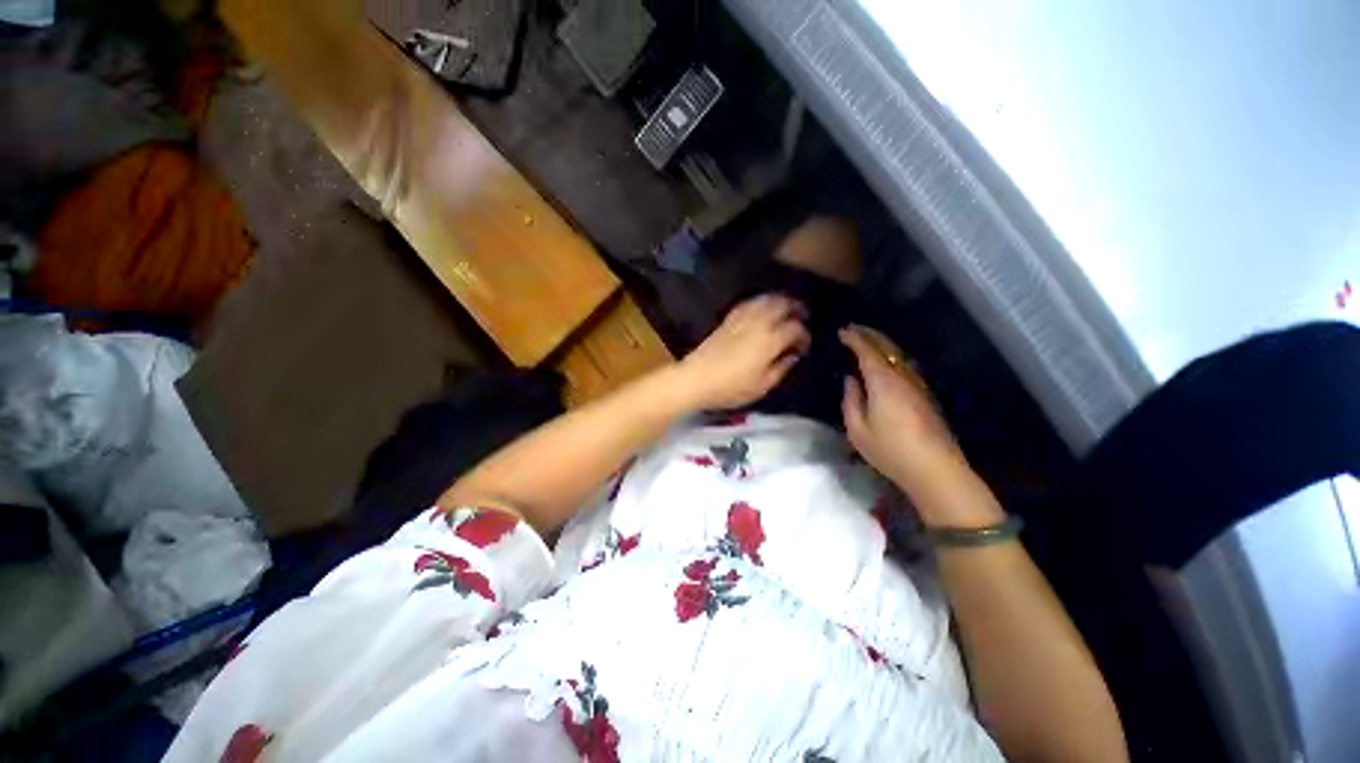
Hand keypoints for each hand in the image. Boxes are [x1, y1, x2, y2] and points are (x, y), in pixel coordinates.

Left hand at [674, 294, 810, 410]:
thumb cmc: (731, 387)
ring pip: (766, 299)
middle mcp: (758, 323)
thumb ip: (782, 368)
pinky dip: (761, 302)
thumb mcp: (762, 386)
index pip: (795, 328)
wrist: (696, 378)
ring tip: (787, 309)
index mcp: (770, 340)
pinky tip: (763, 309)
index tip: (803, 347)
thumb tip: (793, 355)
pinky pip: (749, 303)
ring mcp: (742, 318)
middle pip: (783, 304)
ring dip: (780, 300)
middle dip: (797, 308)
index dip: (804, 336)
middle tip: (803, 317)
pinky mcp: (728, 319)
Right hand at [840, 325, 968, 497]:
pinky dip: (890, 357)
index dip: (854, 338)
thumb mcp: (857, 429)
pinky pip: (904, 366)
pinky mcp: (925, 395)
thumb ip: (850, 400)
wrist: (936, 469)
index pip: (868, 351)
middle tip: (853, 329)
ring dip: (881, 344)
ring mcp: (917, 385)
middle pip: (887, 347)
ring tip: (866, 342)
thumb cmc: (891, 450)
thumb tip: (851, 380)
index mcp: (883, 382)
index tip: (842, 331)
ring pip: (899, 355)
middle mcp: (903, 377)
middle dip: (869, 335)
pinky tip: (884, 364)